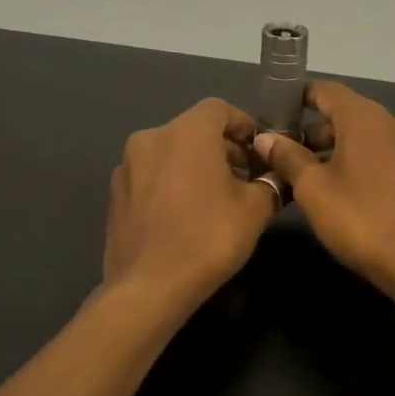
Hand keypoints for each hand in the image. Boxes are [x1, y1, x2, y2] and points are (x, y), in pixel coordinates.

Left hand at [104, 99, 278, 304]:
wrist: (150, 286)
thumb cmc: (210, 237)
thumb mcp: (256, 209)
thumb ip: (271, 182)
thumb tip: (279, 175)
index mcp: (187, 132)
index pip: (220, 109)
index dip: (245, 126)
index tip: (261, 153)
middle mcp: (151, 138)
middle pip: (194, 130)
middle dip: (223, 149)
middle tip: (246, 179)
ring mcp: (127, 167)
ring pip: (171, 154)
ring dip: (196, 167)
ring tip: (216, 200)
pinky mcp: (115, 195)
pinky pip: (152, 177)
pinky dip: (172, 185)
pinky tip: (185, 217)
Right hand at [252, 81, 394, 293]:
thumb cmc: (360, 220)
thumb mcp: (314, 189)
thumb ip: (288, 157)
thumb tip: (265, 137)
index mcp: (365, 117)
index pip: (325, 90)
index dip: (296, 98)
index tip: (272, 115)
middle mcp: (391, 122)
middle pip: (344, 113)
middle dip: (311, 129)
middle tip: (281, 153)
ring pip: (362, 136)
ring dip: (332, 148)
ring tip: (303, 175)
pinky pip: (379, 154)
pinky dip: (355, 161)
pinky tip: (337, 188)